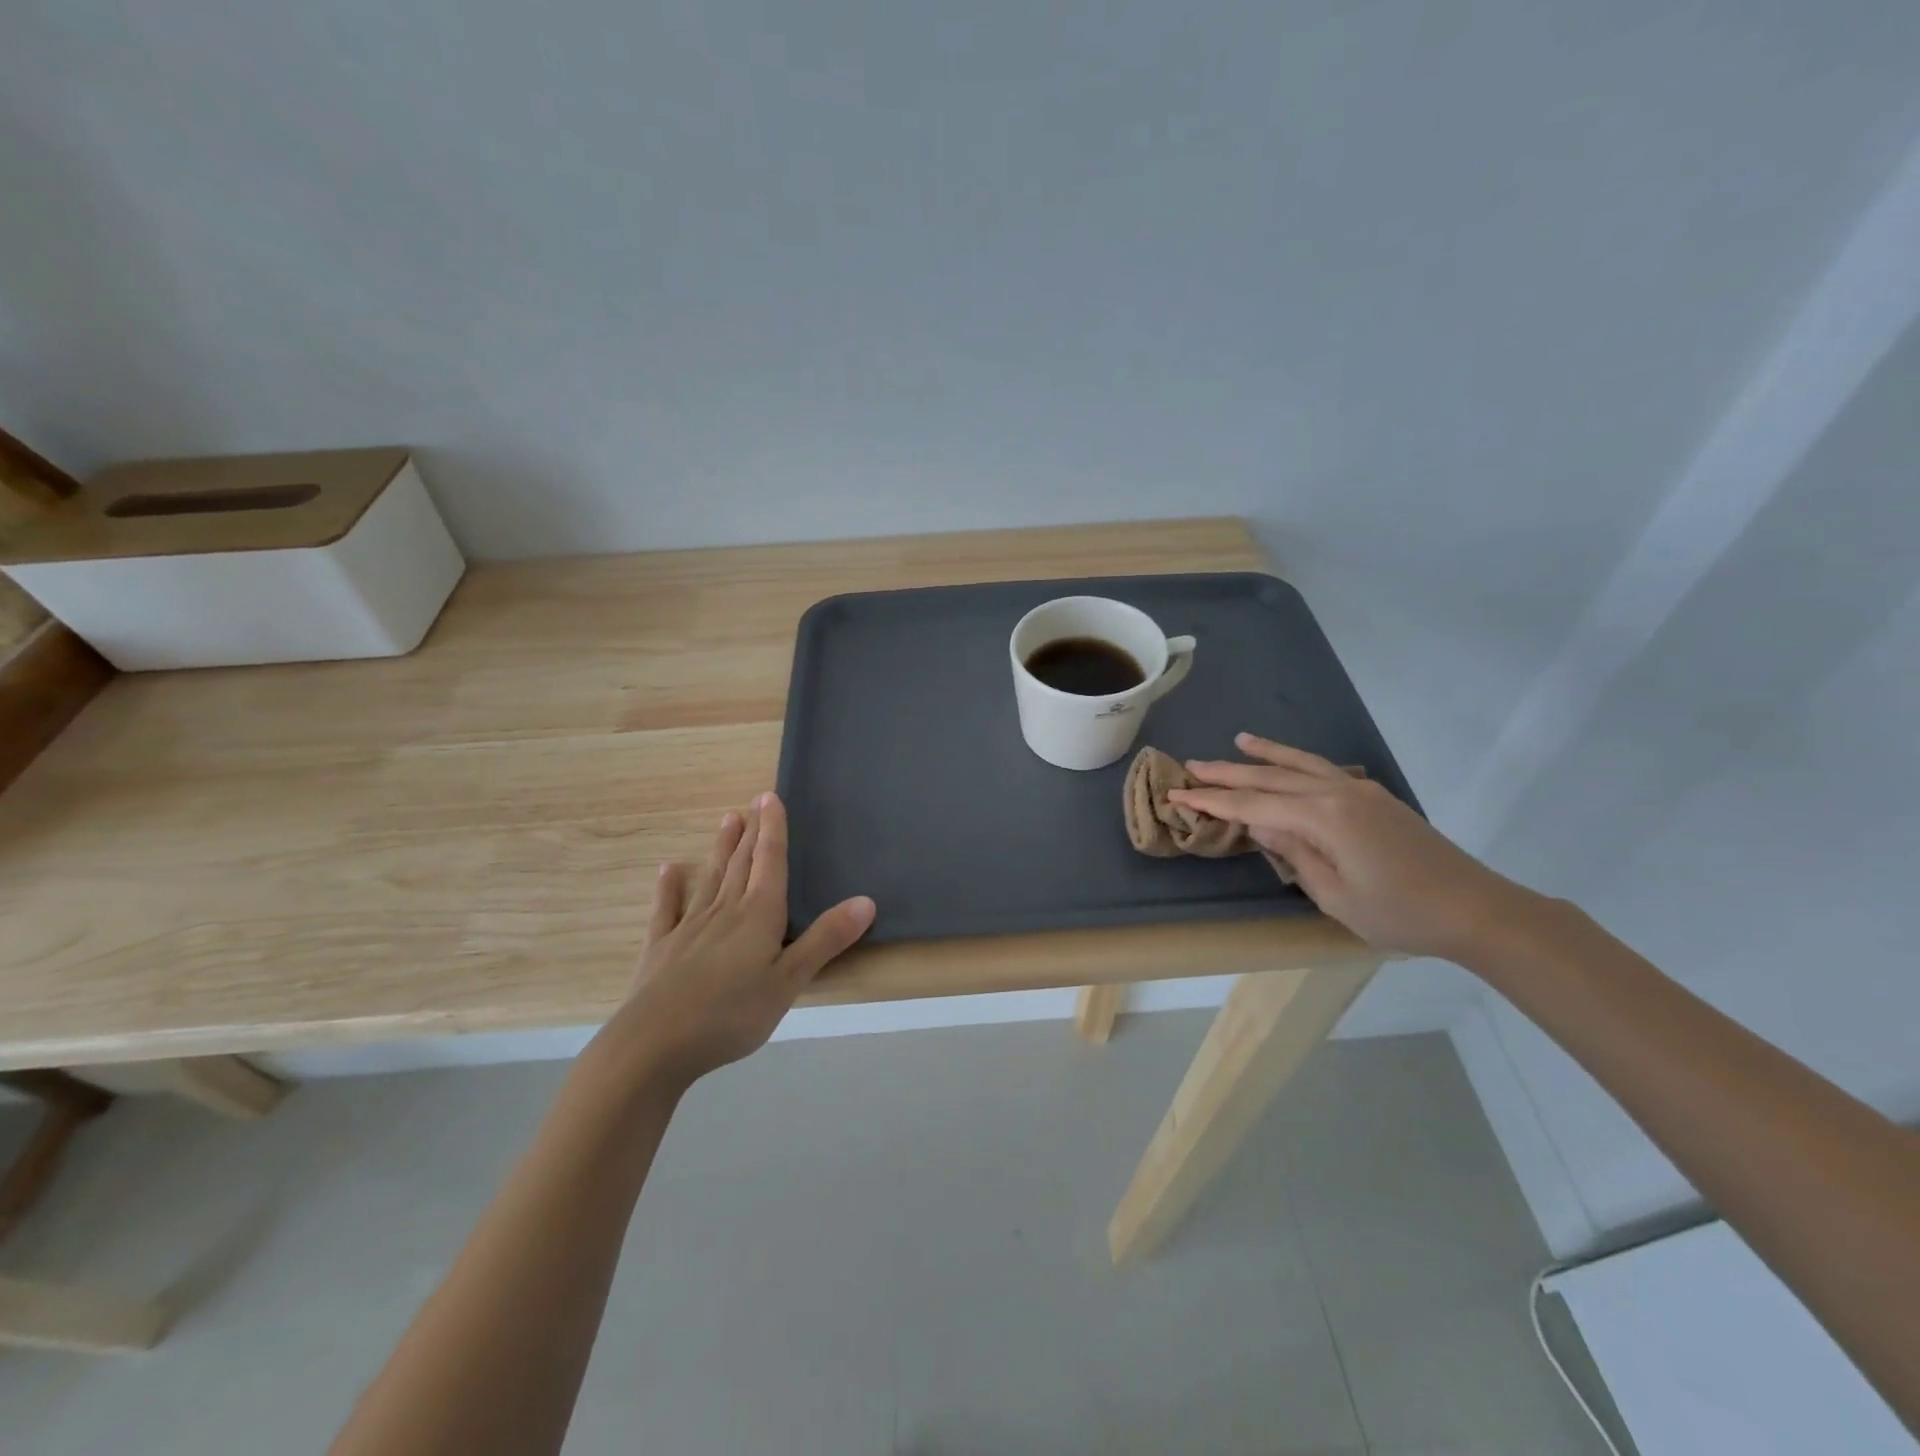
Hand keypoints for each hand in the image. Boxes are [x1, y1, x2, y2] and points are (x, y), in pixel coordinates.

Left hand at [595, 793, 875, 1091]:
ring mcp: (689, 927)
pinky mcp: (662, 948)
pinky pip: (668, 910)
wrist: (654, 1044)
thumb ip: (826, 940)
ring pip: (711, 878)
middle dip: (751, 832)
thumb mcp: (790, 981)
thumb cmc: (731, 1014)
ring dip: (721, 849)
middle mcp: (725, 910)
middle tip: (753, 801)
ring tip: (727, 820)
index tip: (770, 797)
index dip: (773, 829)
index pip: (770, 862)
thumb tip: (867, 901)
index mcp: (759, 915)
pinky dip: (670, 888)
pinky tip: (669, 871)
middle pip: (742, 863)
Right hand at [1169, 733, 1535, 961]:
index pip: (1252, 806)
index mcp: (1323, 818)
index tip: (1177, 794)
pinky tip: (1287, 760)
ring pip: (1298, 765)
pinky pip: (1323, 769)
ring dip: (1263, 756)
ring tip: (1237, 741)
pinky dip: (1297, 760)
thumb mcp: (1334, 896)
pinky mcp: (1373, 797)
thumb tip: (1260, 825)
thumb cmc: (1399, 913)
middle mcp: (1336, 792)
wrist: (1475, 909)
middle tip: (1190, 766)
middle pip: (1270, 778)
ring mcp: (1358, 790)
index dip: (1212, 801)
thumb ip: (1294, 854)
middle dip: (1227, 773)